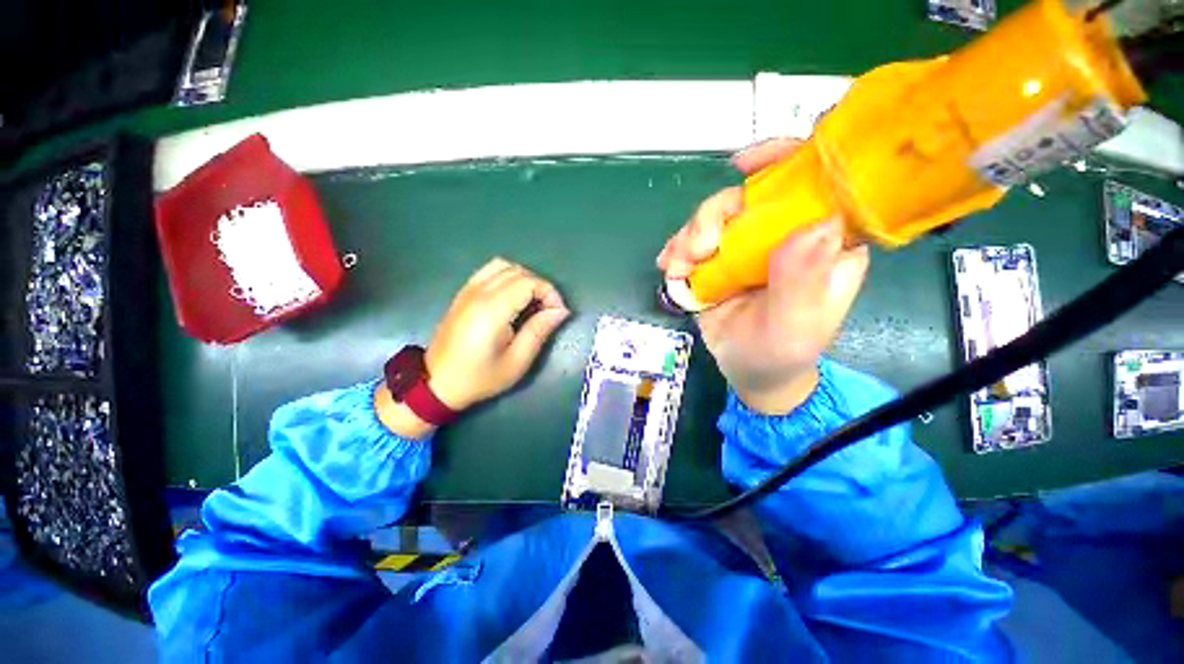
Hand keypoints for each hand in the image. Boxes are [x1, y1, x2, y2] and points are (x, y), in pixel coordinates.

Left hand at [376, 258, 569, 439]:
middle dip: (540, 287)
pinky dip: (507, 277)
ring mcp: (467, 290)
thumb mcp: (517, 361)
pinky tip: (512, 298)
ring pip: (503, 266)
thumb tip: (561, 311)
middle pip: (519, 271)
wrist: (437, 383)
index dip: (550, 293)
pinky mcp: (462, 293)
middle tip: (547, 311)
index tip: (558, 314)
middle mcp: (479, 292)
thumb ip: (539, 331)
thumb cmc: (480, 377)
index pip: (529, 282)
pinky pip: (489, 271)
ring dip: (524, 279)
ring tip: (531, 302)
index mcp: (492, 310)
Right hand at [656, 138, 869, 414]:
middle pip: (748, 197)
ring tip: (678, 268)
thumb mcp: (795, 327)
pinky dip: (677, 250)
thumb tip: (816, 223)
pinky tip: (669, 268)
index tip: (743, 165)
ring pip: (714, 217)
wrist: (750, 372)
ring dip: (688, 236)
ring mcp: (747, 247)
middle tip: (698, 250)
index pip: (815, 182)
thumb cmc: (782, 353)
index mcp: (823, 242)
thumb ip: (804, 282)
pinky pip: (694, 242)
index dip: (783, 159)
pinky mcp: (719, 262)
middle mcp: (785, 235)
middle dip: (713, 215)